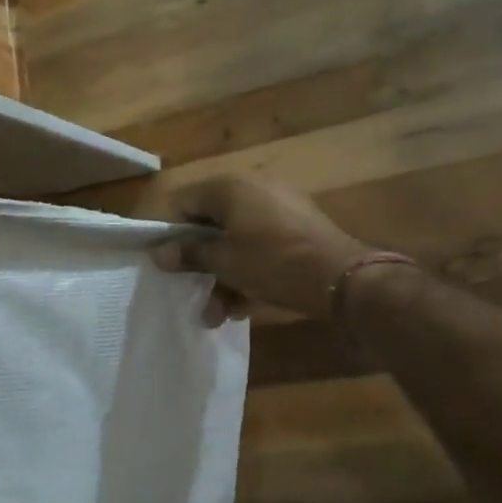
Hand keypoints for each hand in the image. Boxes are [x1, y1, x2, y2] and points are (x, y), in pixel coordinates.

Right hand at [149, 175, 371, 324]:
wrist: (342, 277)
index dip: (167, 232)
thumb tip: (159, 253)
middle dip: (199, 262)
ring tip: (215, 315)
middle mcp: (253, 188)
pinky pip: (260, 246)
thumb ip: (189, 254)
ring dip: (221, 276)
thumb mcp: (224, 262)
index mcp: (230, 187)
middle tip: (189, 290)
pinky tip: (241, 307)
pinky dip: (247, 271)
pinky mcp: (297, 228)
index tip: (162, 262)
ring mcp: (278, 208)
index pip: (183, 201)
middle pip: (210, 223)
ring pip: (236, 240)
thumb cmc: (273, 262)